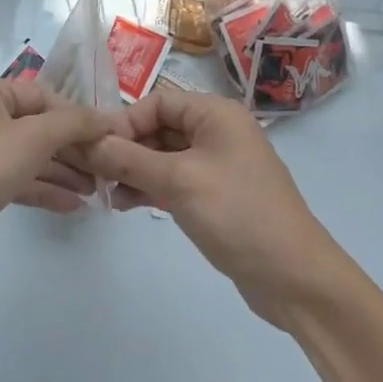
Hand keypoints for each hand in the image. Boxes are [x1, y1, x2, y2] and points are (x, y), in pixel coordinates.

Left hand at [0, 77, 118, 277]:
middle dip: (71, 148)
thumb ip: (73, 124)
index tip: (109, 138)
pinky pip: (15, 179)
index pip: (42, 96)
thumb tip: (107, 118)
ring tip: (97, 190)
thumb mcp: (31, 138)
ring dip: (61, 170)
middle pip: (36, 126)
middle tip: (107, 169)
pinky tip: (73, 206)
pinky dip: (42, 188)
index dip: (77, 116)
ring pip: (27, 155)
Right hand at [82, 91, 344, 327]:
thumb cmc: (238, 215)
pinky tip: (126, 204)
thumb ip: (129, 159)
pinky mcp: (216, 195)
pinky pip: (174, 180)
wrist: (295, 279)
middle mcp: (217, 132)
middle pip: (159, 127)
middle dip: (126, 148)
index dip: (125, 121)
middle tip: (94, 174)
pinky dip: (150, 187)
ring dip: (134, 170)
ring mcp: (218, 165)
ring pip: (163, 156)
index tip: (97, 149)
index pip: (157, 102)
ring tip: (107, 194)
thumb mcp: (178, 182)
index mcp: (216, 114)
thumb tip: (87, 143)